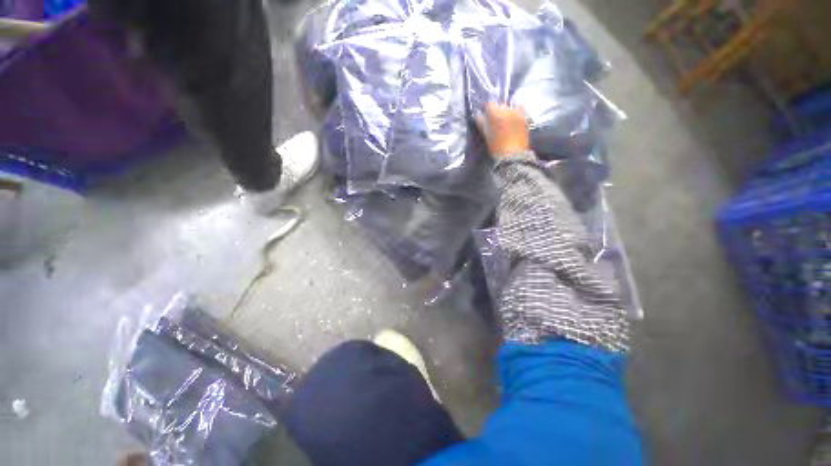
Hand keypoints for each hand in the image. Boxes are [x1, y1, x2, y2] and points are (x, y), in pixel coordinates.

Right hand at [476, 103, 529, 157]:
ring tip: (505, 122)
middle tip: (495, 121)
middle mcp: (508, 109)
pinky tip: (513, 121)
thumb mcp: (486, 134)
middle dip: (497, 111)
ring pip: (510, 107)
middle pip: (500, 105)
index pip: (489, 104)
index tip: (485, 116)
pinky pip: (519, 110)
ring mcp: (518, 112)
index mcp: (496, 113)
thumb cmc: (496, 146)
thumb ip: (481, 123)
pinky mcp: (525, 117)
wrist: (513, 155)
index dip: (486, 109)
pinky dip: (515, 113)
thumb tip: (478, 115)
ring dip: (507, 112)